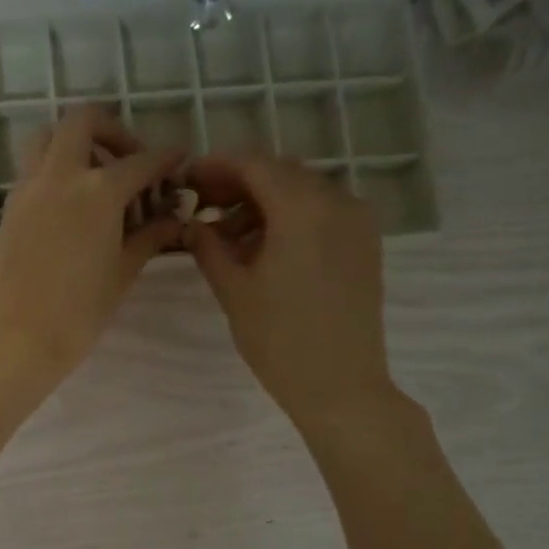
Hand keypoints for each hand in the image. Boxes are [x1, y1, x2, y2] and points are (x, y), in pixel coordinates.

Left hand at [0, 105, 183, 384]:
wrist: (17, 337)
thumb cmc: (79, 312)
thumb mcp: (123, 272)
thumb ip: (149, 236)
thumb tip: (173, 217)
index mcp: (98, 191)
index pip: (141, 162)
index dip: (166, 158)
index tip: (180, 159)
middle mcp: (60, 176)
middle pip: (82, 122)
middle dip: (112, 130)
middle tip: (129, 161)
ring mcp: (28, 188)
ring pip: (47, 138)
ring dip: (74, 143)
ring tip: (96, 177)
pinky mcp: (10, 207)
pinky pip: (32, 169)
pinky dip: (53, 169)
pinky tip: (71, 204)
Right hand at [186, 155, 398, 432]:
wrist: (340, 384)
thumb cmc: (279, 338)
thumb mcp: (233, 289)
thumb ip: (208, 246)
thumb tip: (191, 224)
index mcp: (302, 208)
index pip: (253, 164)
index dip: (215, 166)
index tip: (186, 180)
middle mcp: (336, 201)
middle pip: (279, 172)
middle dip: (237, 182)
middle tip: (201, 206)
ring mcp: (356, 221)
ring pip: (301, 191)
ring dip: (261, 201)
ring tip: (226, 234)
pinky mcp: (363, 243)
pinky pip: (320, 212)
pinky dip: (287, 217)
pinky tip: (261, 246)